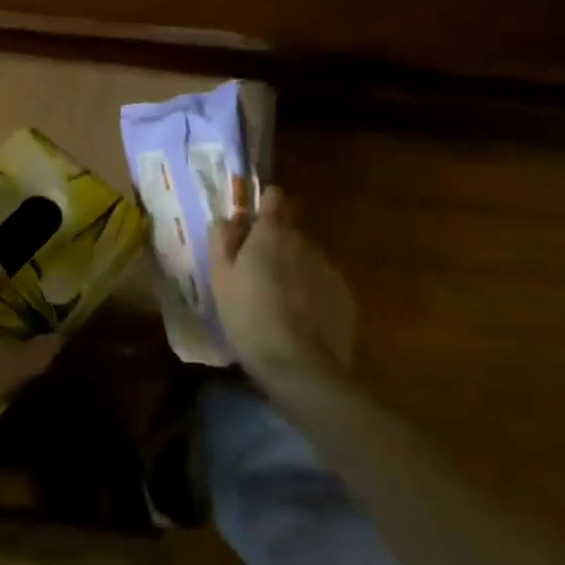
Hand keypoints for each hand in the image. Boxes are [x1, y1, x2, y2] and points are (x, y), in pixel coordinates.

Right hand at [210, 186, 356, 394]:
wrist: (299, 366)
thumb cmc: (248, 317)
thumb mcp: (219, 278)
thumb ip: (221, 240)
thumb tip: (228, 219)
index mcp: (271, 234)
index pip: (274, 198)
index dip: (264, 203)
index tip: (253, 219)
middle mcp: (304, 242)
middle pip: (290, 230)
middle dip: (275, 241)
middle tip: (257, 271)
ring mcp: (328, 268)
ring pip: (306, 257)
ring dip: (293, 268)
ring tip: (278, 299)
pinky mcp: (345, 296)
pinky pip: (322, 283)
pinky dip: (310, 292)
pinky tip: (298, 317)